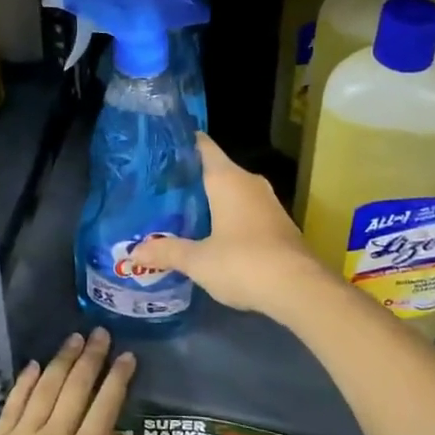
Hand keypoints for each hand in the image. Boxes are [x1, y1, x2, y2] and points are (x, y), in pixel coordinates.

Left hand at [0, 330, 171, 434]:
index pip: (104, 409)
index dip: (117, 380)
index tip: (128, 355)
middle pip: (75, 389)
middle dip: (91, 359)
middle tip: (101, 333)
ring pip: (45, 388)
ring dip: (61, 361)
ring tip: (73, 338)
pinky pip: (13, 403)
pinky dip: (24, 382)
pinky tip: (32, 366)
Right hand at [132, 133, 330, 319]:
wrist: (300, 289)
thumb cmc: (243, 262)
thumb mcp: (198, 261)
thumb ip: (166, 252)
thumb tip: (134, 251)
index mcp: (227, 178)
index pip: (201, 145)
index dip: (179, 145)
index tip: (157, 151)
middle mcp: (248, 182)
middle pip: (214, 169)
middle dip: (189, 179)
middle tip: (158, 189)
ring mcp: (267, 202)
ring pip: (230, 191)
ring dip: (209, 200)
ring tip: (178, 211)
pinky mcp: (277, 223)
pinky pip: (244, 209)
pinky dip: (226, 216)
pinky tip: (209, 233)